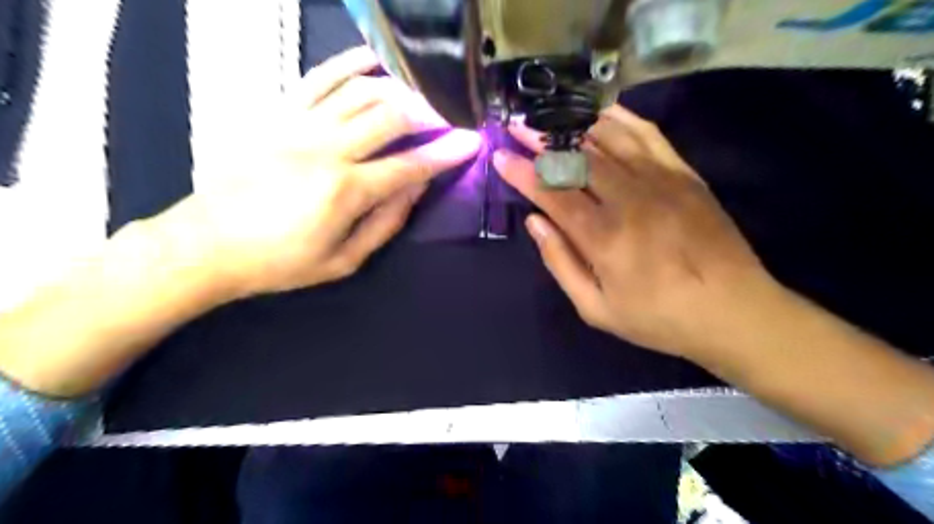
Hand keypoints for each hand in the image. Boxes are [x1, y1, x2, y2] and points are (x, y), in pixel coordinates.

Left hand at [153, 47, 480, 299]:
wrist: (207, 244)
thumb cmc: (280, 262)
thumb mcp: (343, 260)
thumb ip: (386, 223)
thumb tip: (416, 189)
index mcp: (345, 191)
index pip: (411, 165)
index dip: (446, 153)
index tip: (472, 142)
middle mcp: (327, 149)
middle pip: (391, 117)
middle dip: (428, 116)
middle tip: (445, 122)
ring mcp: (300, 125)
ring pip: (361, 91)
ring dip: (398, 90)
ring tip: (419, 98)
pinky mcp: (278, 114)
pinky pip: (319, 78)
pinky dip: (349, 65)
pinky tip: (373, 60)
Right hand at [496, 106, 773, 359]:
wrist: (733, 310)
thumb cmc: (658, 317)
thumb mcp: (596, 308)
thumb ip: (560, 263)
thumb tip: (535, 222)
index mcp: (603, 237)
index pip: (553, 192)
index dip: (523, 172)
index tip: (501, 156)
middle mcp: (628, 199)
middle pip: (577, 158)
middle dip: (541, 139)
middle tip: (518, 125)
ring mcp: (660, 181)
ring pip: (609, 139)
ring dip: (574, 125)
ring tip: (550, 116)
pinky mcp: (684, 174)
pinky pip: (648, 135)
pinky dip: (621, 120)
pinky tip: (602, 113)